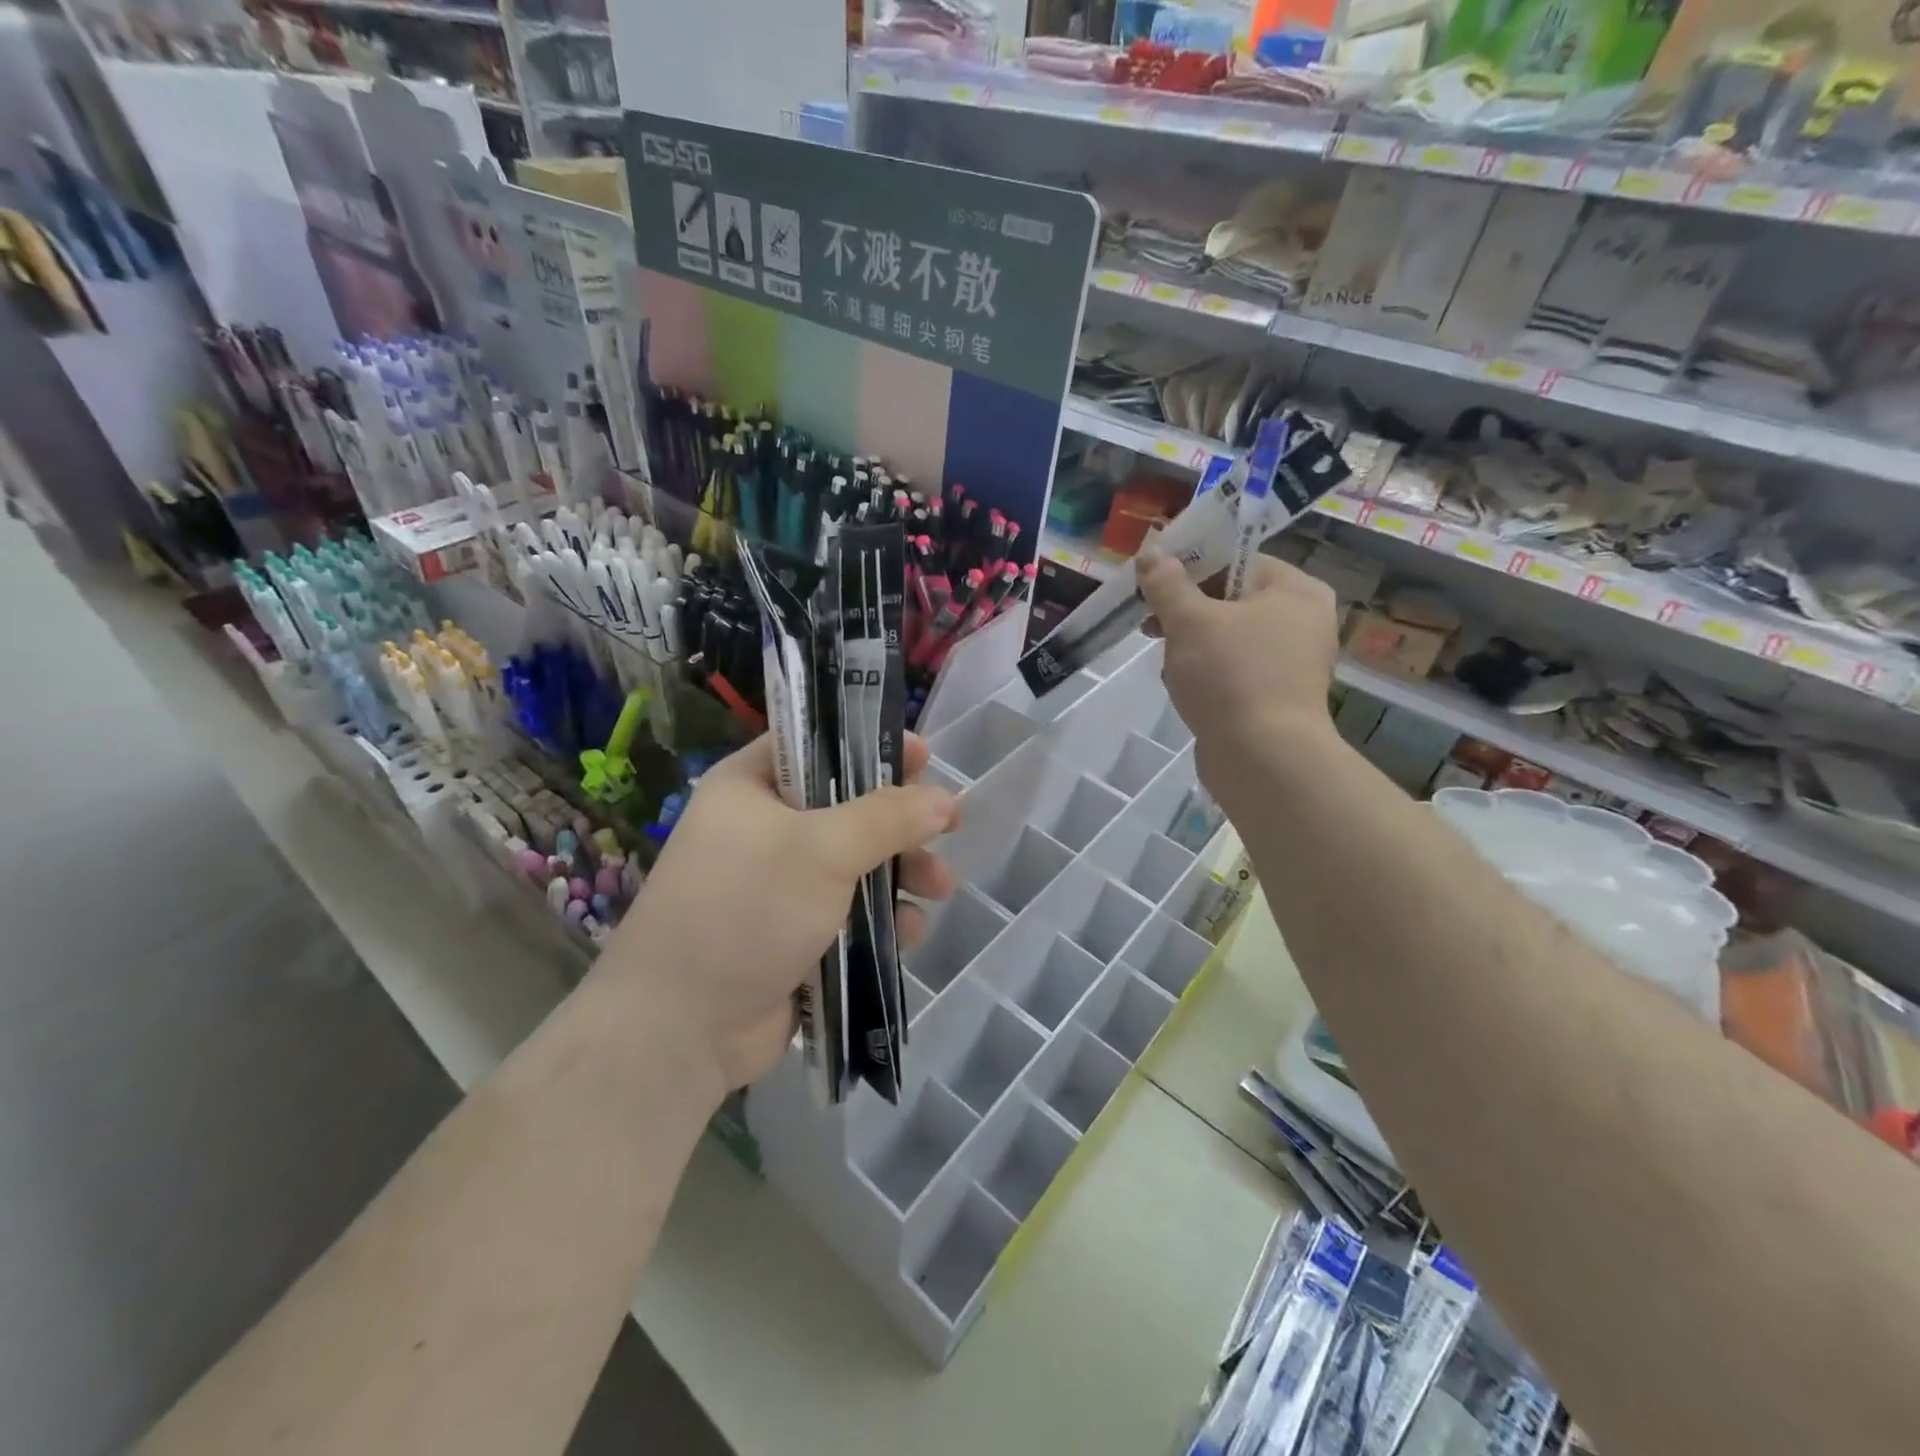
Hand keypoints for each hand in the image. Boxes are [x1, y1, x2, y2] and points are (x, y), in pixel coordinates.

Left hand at [603, 734, 960, 1094]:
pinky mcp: (795, 936)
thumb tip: (947, 800)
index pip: (818, 745)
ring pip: (858, 864)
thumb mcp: (822, 849)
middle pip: (849, 808)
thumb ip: (889, 818)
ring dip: (902, 874)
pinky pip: (851, 913)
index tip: (925, 759)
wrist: (680, 1028)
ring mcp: (779, 886)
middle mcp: (763, 829)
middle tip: (948, 828)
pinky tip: (909, 935)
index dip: (872, 746)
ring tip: (938, 889)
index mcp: (752, 787)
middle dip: (902, 824)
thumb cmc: (746, 910)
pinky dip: (882, 920)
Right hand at [1137, 548, 1340, 790]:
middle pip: (1232, 599)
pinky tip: (1183, 686)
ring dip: (1192, 644)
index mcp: (1296, 590)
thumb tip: (1152, 551)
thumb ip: (1167, 583)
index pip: (1238, 560)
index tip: (1154, 584)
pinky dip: (1208, 673)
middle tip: (1151, 624)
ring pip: (1229, 637)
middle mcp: (1304, 621)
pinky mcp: (1277, 697)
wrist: (1262, 758)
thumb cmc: (1230, 676)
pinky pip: (1234, 670)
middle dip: (1187, 611)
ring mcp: (1293, 663)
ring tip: (1167, 661)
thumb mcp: (1189, 621)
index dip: (1191, 567)